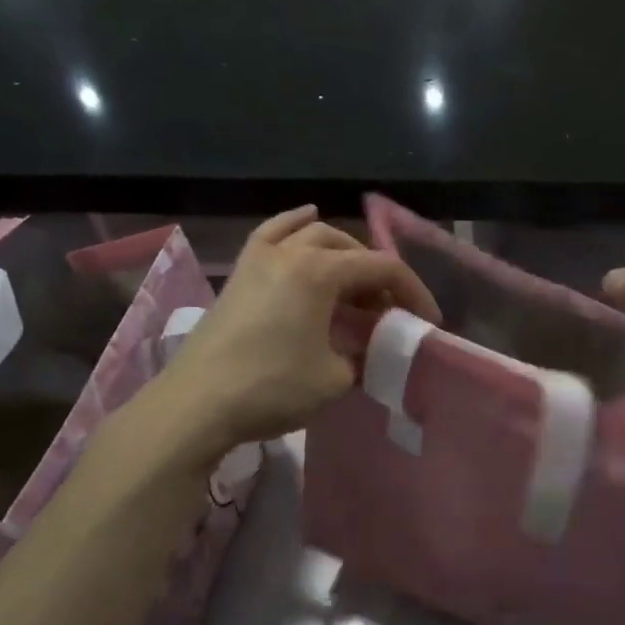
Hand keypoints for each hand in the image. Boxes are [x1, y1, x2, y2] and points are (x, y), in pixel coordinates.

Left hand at [119, 207, 439, 473]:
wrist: (196, 404)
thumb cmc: (271, 388)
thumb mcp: (335, 378)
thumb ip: (362, 354)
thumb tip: (364, 349)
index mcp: (320, 271)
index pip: (383, 269)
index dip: (413, 293)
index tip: (428, 321)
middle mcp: (292, 252)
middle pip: (350, 249)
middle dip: (377, 277)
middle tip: (387, 313)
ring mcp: (260, 257)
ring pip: (313, 235)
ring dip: (343, 256)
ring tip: (353, 286)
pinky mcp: (240, 273)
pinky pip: (273, 234)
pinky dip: (296, 226)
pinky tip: (307, 219)